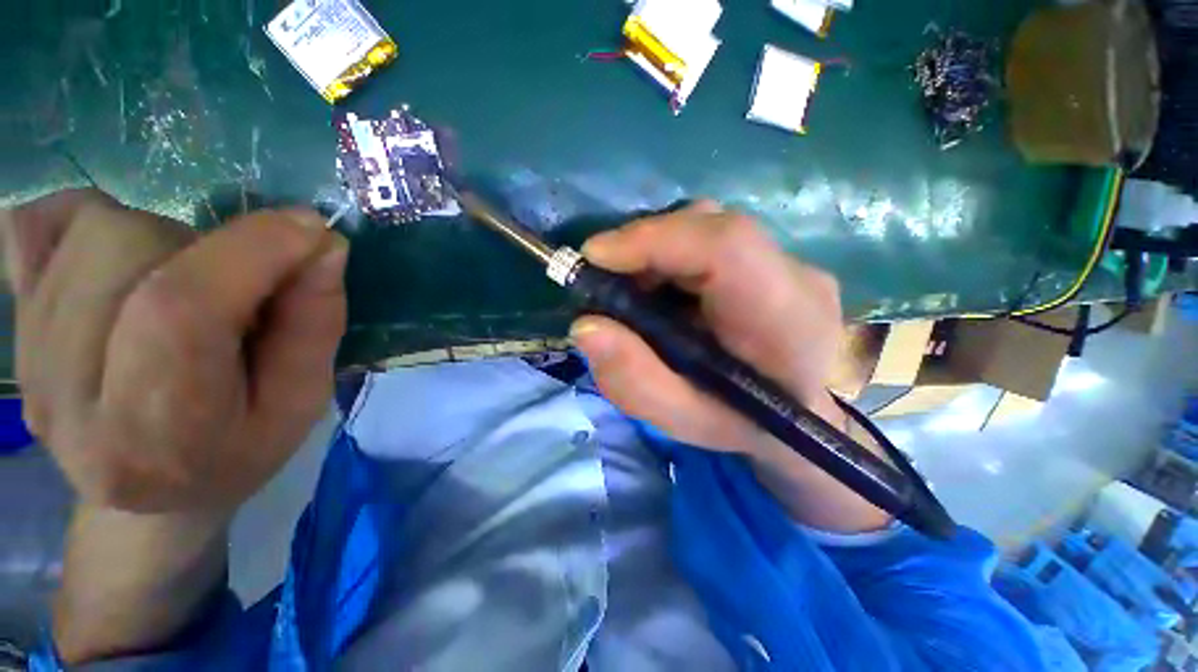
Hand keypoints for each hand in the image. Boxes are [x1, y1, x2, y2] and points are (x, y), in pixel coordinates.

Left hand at [3, 189, 346, 513]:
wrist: (149, 493)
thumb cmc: (240, 447)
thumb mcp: (303, 399)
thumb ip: (315, 324)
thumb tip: (324, 246)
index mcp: (155, 432)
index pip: (179, 313)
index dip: (249, 253)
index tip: (310, 231)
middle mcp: (66, 395)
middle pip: (127, 253)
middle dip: (209, 250)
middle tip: (241, 292)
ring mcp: (25, 354)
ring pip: (93, 229)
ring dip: (164, 240)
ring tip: (186, 289)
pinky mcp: (12, 319)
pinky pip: (35, 224)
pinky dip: (86, 219)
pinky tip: (118, 262)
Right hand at [571, 202, 890, 531]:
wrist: (801, 419)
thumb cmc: (743, 425)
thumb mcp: (683, 420)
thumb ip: (634, 380)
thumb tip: (585, 326)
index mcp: (784, 321)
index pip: (725, 246)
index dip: (654, 239)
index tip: (595, 256)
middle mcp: (797, 277)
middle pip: (710, 228)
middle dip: (643, 247)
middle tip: (607, 283)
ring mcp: (790, 263)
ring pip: (706, 228)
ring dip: (654, 252)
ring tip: (633, 293)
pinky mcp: (774, 260)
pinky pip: (710, 240)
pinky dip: (670, 257)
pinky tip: (661, 291)